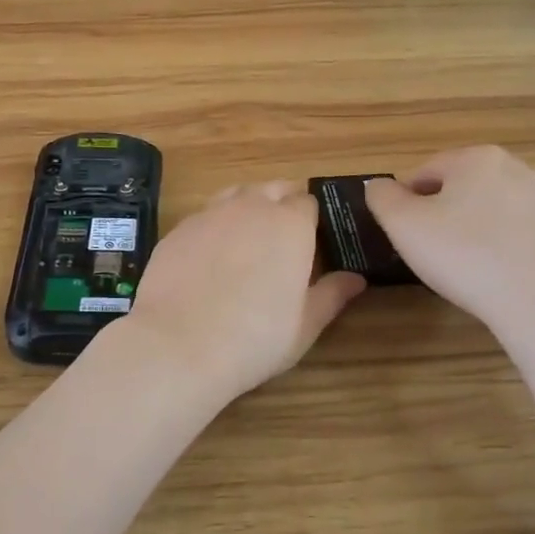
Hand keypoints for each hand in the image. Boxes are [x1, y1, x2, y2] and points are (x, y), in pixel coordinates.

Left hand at [117, 181, 365, 403]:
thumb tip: (356, 278)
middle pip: (272, 188)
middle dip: (282, 204)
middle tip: (283, 240)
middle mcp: (250, 207)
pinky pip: (204, 216)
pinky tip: (210, 258)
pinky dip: (214, 226)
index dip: (312, 219)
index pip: (309, 202)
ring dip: (247, 207)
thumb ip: (331, 295)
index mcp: (290, 224)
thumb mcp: (305, 325)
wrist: (178, 345)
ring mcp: (209, 214)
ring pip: (235, 194)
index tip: (312, 241)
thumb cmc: (254, 338)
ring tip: (248, 242)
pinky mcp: (178, 229)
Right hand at [365, 147, 534, 331]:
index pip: (422, 172)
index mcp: (476, 157)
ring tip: (457, 265)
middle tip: (426, 250)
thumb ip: (381, 197)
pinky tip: (487, 273)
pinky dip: (492, 245)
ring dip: (464, 230)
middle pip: (455, 188)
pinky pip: (509, 230)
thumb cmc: (463, 255)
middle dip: (436, 214)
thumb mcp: (402, 225)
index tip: (402, 235)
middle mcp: (514, 167)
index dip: (404, 204)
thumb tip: (378, 186)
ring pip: (483, 209)